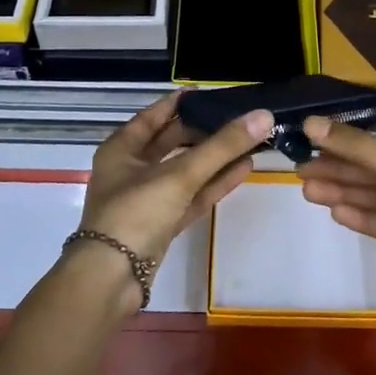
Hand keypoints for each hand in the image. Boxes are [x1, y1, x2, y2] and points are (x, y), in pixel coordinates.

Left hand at [79, 92, 272, 267]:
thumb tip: (264, 115)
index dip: (182, 103)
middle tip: (237, 116)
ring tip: (249, 140)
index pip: (155, 116)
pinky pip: (192, 196)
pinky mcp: (162, 225)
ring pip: (186, 171)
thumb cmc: (135, 213)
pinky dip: (215, 183)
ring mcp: (147, 199)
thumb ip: (222, 146)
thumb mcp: (179, 175)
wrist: (111, 280)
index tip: (212, 93)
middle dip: (204, 131)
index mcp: (121, 149)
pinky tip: (243, 169)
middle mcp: (131, 170)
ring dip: (215, 158)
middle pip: (172, 143)